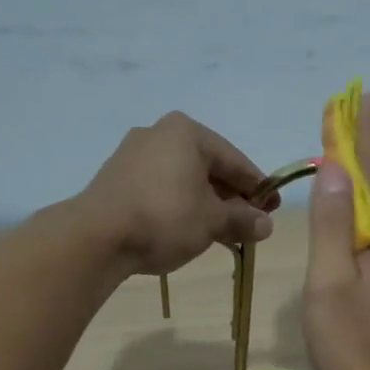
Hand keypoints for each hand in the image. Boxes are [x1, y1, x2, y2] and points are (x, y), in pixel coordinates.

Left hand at [77, 112, 278, 276]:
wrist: (97, 236)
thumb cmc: (165, 218)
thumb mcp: (212, 221)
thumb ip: (242, 220)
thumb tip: (265, 225)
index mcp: (187, 132)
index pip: (235, 160)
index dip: (258, 187)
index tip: (273, 208)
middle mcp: (159, 133)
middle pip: (208, 167)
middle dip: (231, 197)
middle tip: (250, 223)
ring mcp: (134, 154)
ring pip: (184, 179)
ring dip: (207, 204)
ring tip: (223, 231)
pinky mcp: (118, 178)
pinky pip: (162, 188)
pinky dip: (182, 205)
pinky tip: (191, 228)